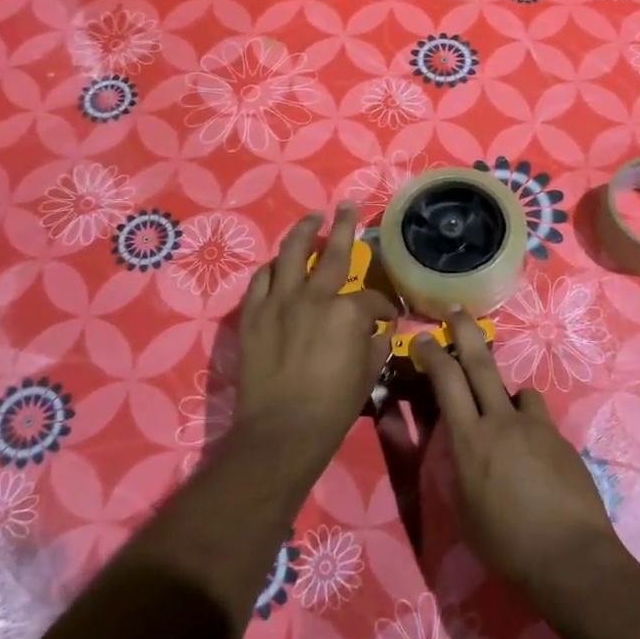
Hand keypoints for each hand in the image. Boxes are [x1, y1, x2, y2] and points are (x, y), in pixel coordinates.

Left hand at [233, 203, 394, 475]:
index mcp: (348, 312)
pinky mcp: (253, 314)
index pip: (373, 299)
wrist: (280, 432)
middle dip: (343, 226)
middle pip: (332, 252)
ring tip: (311, 220)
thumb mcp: (367, 375)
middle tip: (347, 207)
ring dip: (303, 232)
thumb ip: (374, 343)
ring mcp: (279, 302)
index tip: (386, 317)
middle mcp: (314, 296)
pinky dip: (273, 268)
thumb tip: (377, 330)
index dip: (384, 308)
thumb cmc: (332, 408)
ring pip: (290, 253)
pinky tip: (279, 264)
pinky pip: (262, 280)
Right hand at [413, 312, 625, 599]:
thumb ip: (458, 470)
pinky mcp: (559, 438)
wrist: (570, 556)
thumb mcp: (465, 510)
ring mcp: (534, 426)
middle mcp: (500, 422)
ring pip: (515, 390)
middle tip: (455, 310)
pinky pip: (537, 417)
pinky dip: (529, 424)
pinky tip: (533, 454)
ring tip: (505, 419)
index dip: (432, 354)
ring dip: (504, 394)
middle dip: (464, 332)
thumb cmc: (506, 544)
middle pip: (480, 364)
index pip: (446, 382)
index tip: (422, 338)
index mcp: (469, 440)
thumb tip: (457, 448)